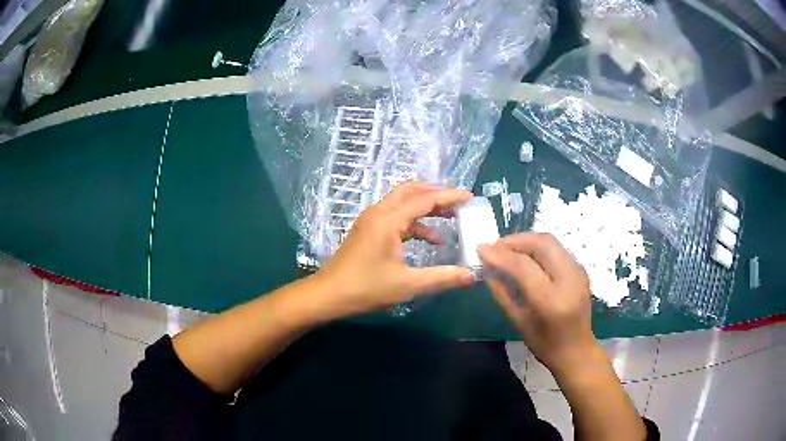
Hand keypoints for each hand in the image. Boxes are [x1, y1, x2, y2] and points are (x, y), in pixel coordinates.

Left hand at [315, 182, 476, 317]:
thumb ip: (442, 278)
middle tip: (458, 202)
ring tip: (450, 217)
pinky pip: (396, 217)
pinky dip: (414, 223)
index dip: (449, 197)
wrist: (328, 295)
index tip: (470, 197)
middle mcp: (379, 212)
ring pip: (402, 203)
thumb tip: (472, 275)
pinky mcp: (368, 230)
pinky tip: (429, 240)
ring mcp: (371, 220)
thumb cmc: (366, 288)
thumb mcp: (408, 285)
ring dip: (425, 207)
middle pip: (411, 191)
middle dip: (436, 194)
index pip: (425, 200)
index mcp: (388, 220)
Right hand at [478, 233, 596, 372]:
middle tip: (495, 247)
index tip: (481, 249)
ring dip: (526, 240)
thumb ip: (502, 292)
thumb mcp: (519, 322)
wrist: (577, 350)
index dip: (500, 255)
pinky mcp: (581, 269)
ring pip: (550, 241)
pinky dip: (537, 247)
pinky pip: (556, 249)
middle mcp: (569, 280)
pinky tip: (525, 256)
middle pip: (541, 243)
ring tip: (507, 249)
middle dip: (515, 240)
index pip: (524, 266)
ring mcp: (578, 272)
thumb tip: (486, 268)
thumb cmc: (545, 344)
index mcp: (552, 301)